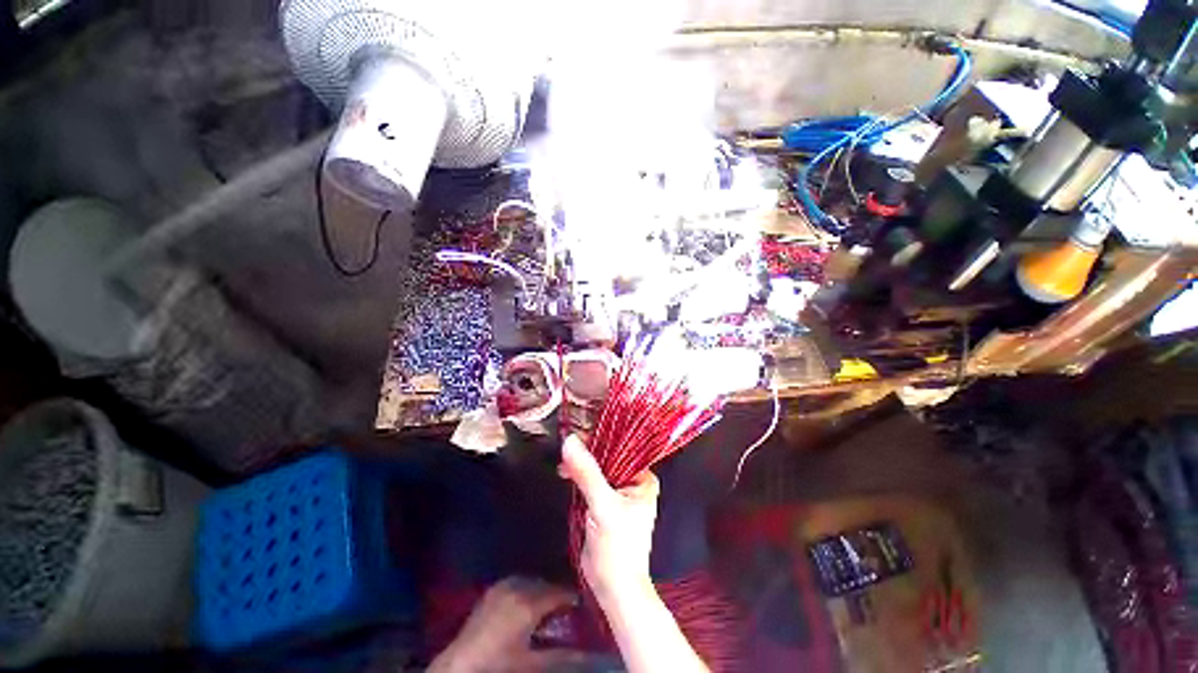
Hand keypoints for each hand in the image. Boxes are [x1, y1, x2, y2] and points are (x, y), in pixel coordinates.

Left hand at [429, 577, 582, 672]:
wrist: (459, 667)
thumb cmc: (498, 666)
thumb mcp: (532, 664)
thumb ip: (562, 656)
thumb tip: (590, 655)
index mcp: (529, 603)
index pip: (559, 593)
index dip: (572, 599)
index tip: (582, 607)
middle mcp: (518, 587)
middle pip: (546, 585)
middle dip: (557, 595)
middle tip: (566, 611)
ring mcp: (504, 585)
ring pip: (533, 581)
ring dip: (542, 591)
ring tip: (547, 608)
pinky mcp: (493, 589)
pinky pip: (518, 582)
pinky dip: (527, 589)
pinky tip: (527, 604)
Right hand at [559, 435, 659, 606]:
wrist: (613, 589)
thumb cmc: (618, 548)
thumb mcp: (603, 506)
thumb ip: (587, 473)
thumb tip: (570, 441)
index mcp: (643, 478)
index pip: (622, 448)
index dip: (600, 440)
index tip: (579, 433)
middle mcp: (632, 482)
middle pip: (607, 458)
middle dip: (587, 454)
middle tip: (567, 448)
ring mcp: (617, 492)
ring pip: (596, 469)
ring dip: (580, 465)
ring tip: (563, 463)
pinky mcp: (603, 503)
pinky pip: (589, 482)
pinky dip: (577, 477)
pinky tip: (565, 473)